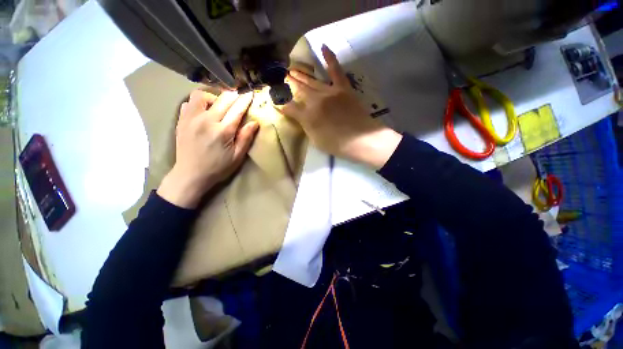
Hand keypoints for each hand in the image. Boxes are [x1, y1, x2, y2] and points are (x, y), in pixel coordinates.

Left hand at [157, 90, 258, 207]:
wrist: (190, 175)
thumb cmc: (218, 167)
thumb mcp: (237, 156)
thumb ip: (245, 138)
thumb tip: (254, 123)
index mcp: (223, 131)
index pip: (237, 110)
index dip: (245, 100)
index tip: (250, 93)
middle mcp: (206, 120)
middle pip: (222, 99)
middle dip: (233, 95)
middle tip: (238, 97)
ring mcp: (191, 119)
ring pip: (201, 95)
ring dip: (213, 97)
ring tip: (218, 106)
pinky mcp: (181, 121)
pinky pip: (188, 103)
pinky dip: (198, 103)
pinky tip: (203, 111)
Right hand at [280, 45, 401, 169]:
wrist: (362, 139)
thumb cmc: (337, 144)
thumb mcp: (316, 140)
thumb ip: (306, 126)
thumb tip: (299, 116)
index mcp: (308, 116)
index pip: (290, 108)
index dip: (281, 105)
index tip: (276, 102)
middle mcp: (316, 100)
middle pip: (299, 90)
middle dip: (289, 84)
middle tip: (282, 78)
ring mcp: (330, 92)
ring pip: (312, 80)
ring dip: (301, 75)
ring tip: (292, 69)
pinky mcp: (343, 88)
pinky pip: (336, 70)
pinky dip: (330, 58)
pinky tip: (323, 47)